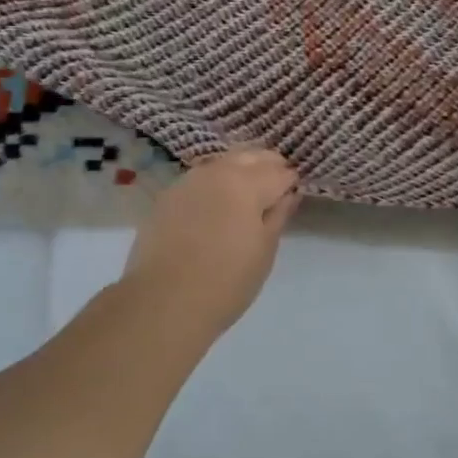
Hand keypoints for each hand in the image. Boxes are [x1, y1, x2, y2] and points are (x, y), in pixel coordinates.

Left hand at [121, 148, 300, 332]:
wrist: (163, 302)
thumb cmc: (226, 281)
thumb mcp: (264, 250)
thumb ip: (278, 215)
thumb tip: (289, 194)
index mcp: (247, 183)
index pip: (279, 172)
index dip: (290, 182)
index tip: (294, 194)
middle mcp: (217, 171)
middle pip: (250, 155)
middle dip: (267, 166)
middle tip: (275, 189)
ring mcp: (189, 180)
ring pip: (223, 162)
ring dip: (240, 169)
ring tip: (247, 194)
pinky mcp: (168, 196)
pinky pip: (200, 178)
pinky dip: (216, 182)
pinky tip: (217, 203)